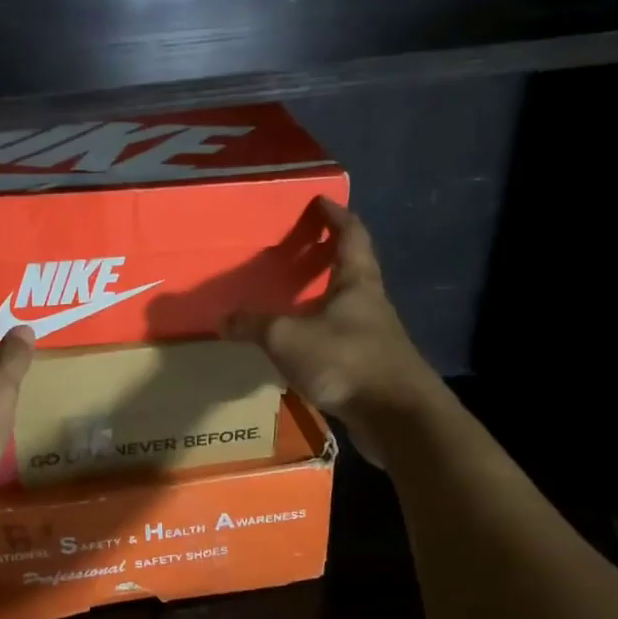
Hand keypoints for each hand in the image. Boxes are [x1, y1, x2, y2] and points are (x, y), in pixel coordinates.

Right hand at [225, 199, 443, 467]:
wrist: (397, 417)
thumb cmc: (346, 360)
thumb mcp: (288, 338)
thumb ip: (254, 326)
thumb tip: (220, 319)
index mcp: (357, 283)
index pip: (352, 235)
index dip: (336, 216)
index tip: (321, 201)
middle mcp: (371, 304)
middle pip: (353, 269)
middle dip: (329, 255)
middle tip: (300, 248)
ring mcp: (375, 338)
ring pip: (347, 307)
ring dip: (324, 299)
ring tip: (293, 298)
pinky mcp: (371, 368)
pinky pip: (341, 340)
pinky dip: (321, 335)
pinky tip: (301, 347)